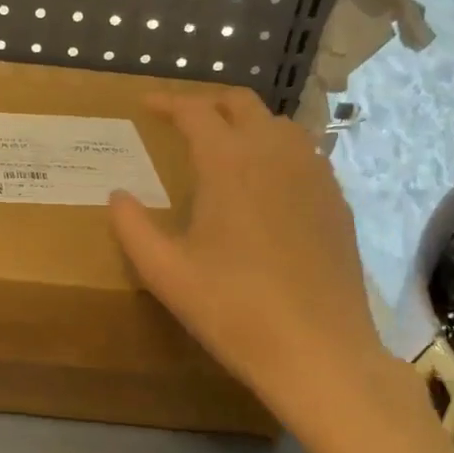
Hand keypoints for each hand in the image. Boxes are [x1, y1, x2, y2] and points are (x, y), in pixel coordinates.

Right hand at [108, 91, 387, 428]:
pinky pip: (304, 153)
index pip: (195, 112)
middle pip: (242, 104)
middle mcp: (275, 154)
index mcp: (229, 163)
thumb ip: (132, 227)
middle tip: (181, 119)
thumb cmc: (232, 309)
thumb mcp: (164, 273)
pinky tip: (265, 183)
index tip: (145, 106)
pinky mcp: (336, 201)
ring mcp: (314, 175)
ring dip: (245, 123)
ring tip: (222, 146)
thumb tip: (117, 196)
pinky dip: (276, 150)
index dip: (167, 103)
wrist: (318, 350)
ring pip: (278, 124)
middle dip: (208, 102)